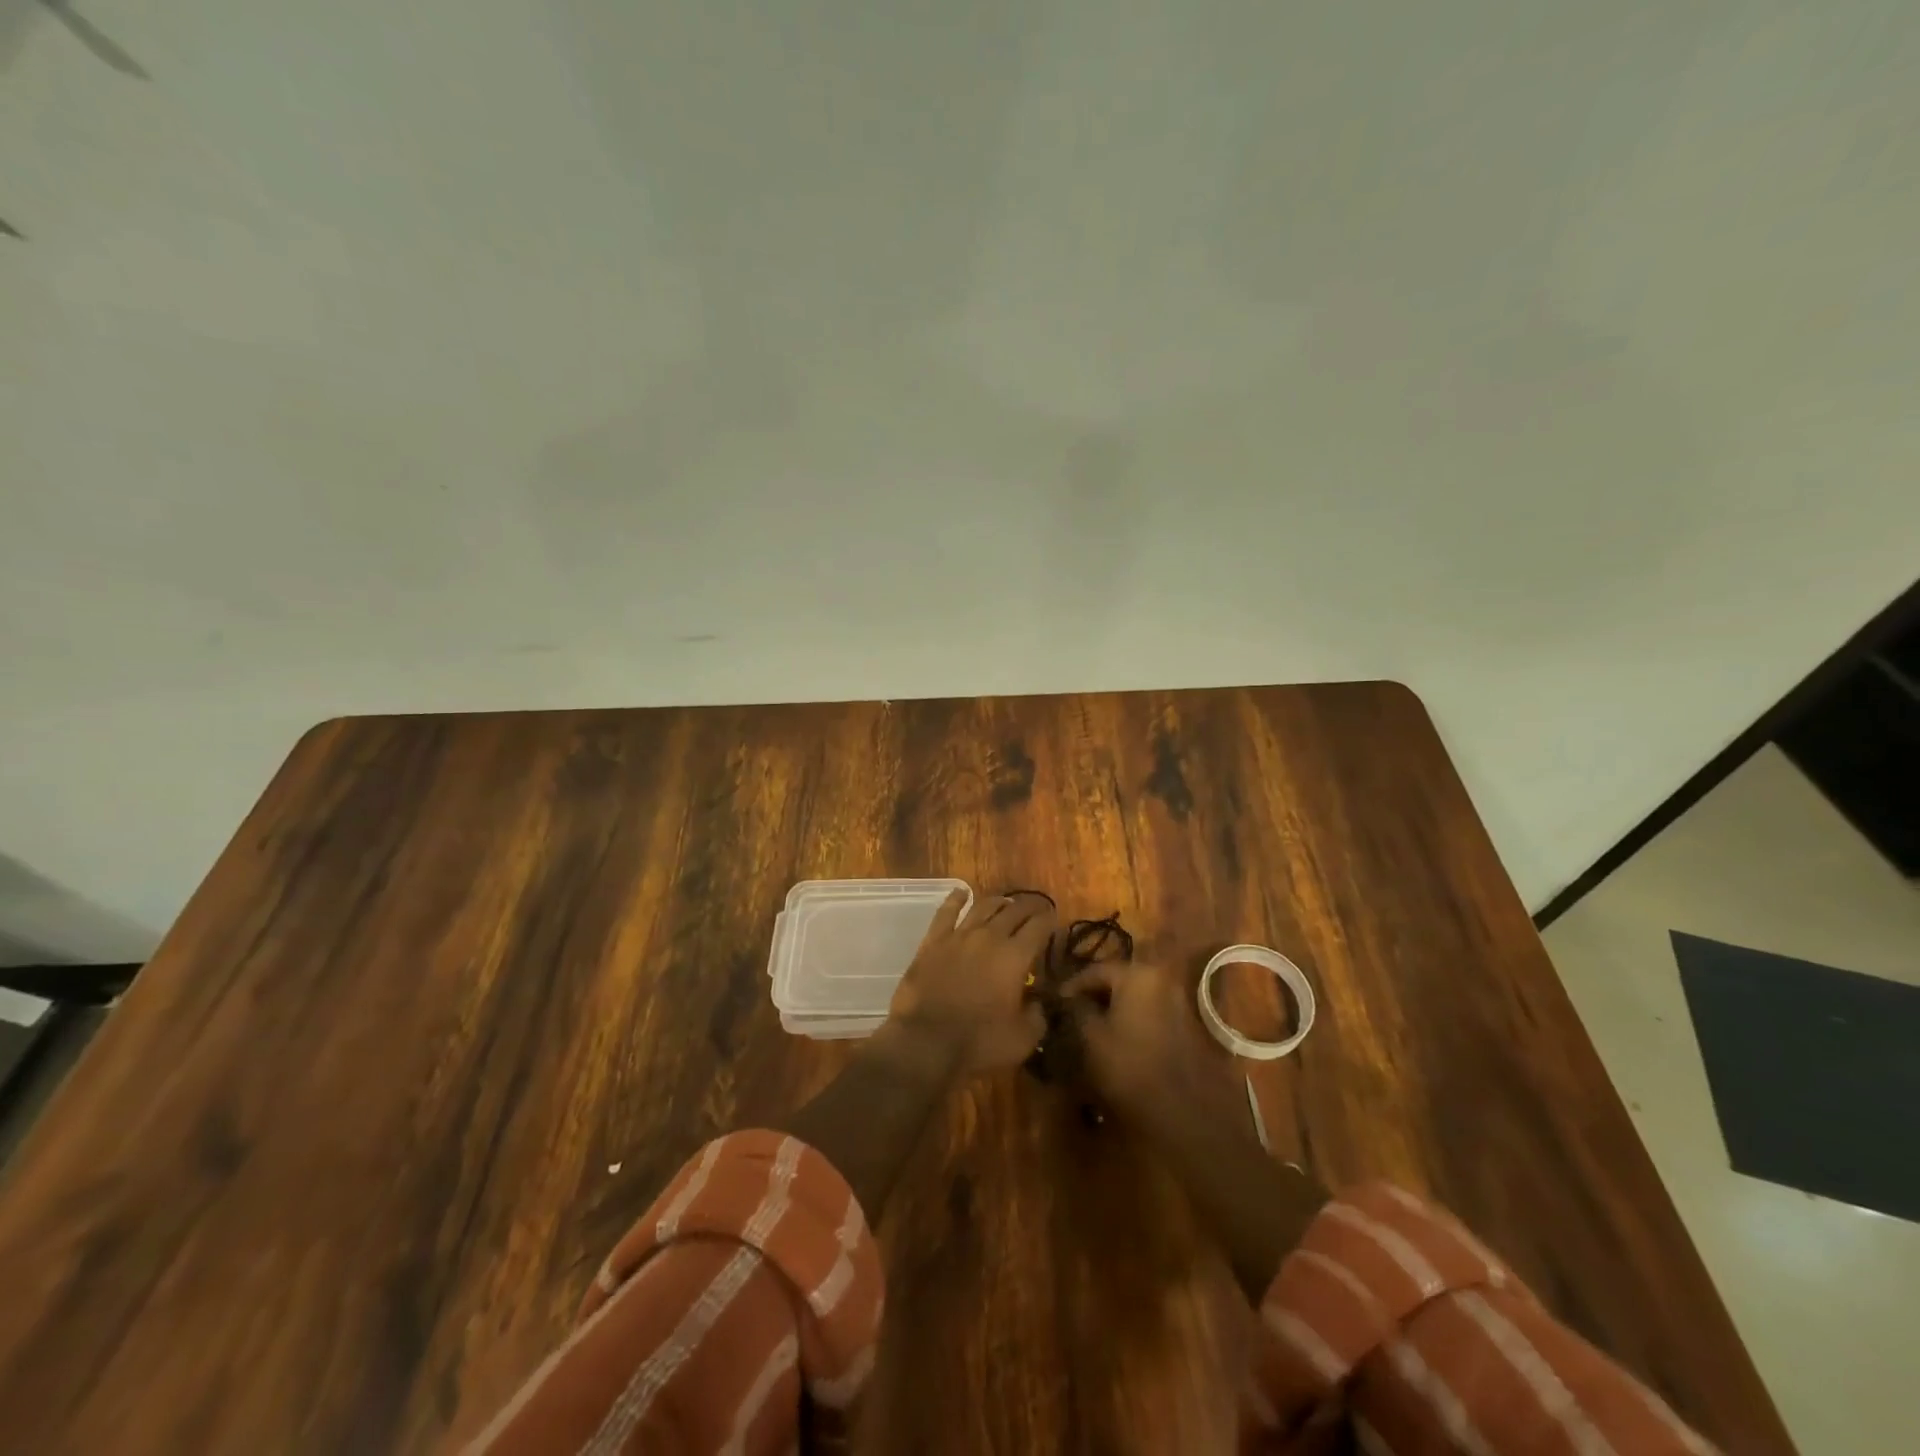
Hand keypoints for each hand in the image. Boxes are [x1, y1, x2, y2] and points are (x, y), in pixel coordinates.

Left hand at [885, 890, 1053, 1075]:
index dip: (1050, 921)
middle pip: (1014, 910)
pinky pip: (946, 912)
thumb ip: (1038, 1015)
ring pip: (983, 906)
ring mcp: (959, 936)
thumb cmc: (979, 1043)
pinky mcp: (933, 941)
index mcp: (1015, 956)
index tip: (1054, 922)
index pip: (1039, 927)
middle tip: (1037, 909)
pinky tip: (961, 892)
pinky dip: (956, 899)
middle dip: (1030, 907)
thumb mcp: (1023, 1039)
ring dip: (999, 902)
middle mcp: (990, 937)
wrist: (925, 1042)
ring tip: (1007, 902)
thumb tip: (1040, 1001)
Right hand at [1063, 959, 1238, 1132]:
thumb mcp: (1092, 1037)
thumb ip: (1078, 1009)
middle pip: (1117, 979)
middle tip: (1072, 1011)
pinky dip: (1130, 1017)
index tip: (1055, 1001)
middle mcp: (1160, 979)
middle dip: (1094, 994)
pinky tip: (1116, 1036)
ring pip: (1134, 996)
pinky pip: (1149, 1010)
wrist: (1185, 1110)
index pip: (1095, 970)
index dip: (1072, 985)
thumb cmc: (1131, 1067)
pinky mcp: (1185, 1022)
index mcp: (1137, 975)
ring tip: (1091, 1025)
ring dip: (1112, 1006)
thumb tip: (1069, 998)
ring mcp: (1177, 1000)